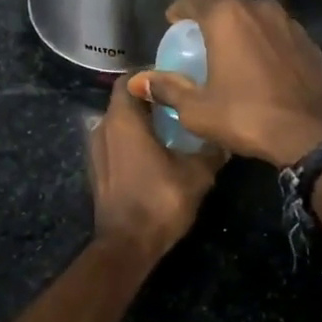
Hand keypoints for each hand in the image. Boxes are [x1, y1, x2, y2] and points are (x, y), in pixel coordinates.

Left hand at [88, 74, 223, 255]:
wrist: (127, 245)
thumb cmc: (160, 201)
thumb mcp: (197, 174)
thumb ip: (211, 150)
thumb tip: (225, 136)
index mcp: (123, 119)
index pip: (130, 80)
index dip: (150, 76)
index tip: (175, 80)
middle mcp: (103, 127)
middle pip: (124, 100)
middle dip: (148, 99)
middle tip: (178, 102)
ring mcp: (96, 149)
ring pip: (118, 122)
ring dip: (140, 121)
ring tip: (169, 127)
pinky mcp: (97, 169)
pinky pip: (114, 142)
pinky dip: (131, 140)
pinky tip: (154, 152)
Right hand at [128, 0, 321, 166]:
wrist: (313, 135)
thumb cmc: (247, 117)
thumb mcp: (197, 109)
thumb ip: (167, 88)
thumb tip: (139, 81)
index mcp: (227, 17)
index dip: (179, 10)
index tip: (172, 26)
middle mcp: (259, 9)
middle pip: (225, 6)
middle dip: (209, 22)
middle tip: (198, 46)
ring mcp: (288, 22)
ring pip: (254, 18)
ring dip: (239, 32)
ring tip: (230, 57)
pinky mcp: (309, 41)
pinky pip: (276, 34)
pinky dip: (263, 44)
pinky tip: (260, 69)